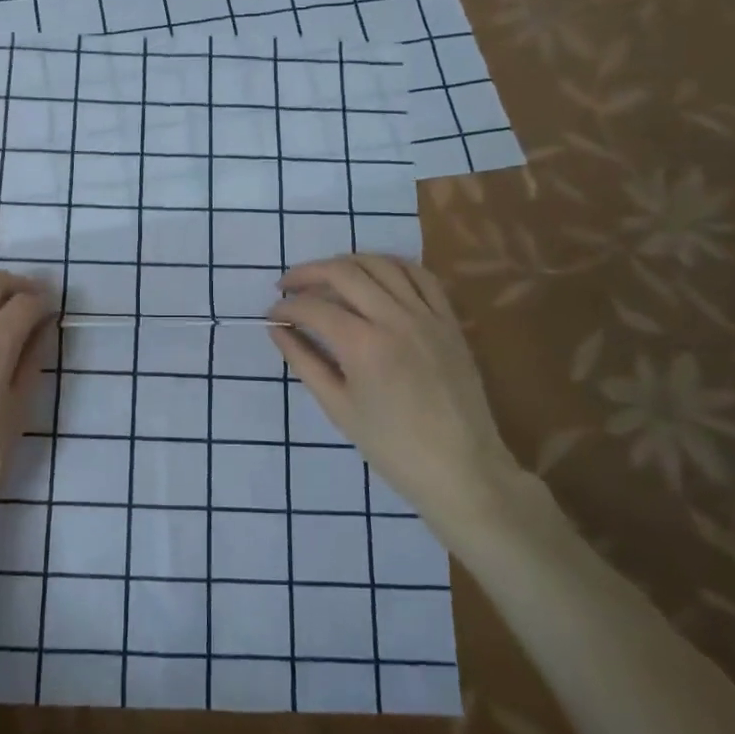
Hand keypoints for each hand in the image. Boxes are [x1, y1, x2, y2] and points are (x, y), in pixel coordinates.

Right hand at [270, 253, 524, 523]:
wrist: (462, 470)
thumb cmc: (393, 448)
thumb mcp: (339, 408)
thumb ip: (304, 362)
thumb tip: (277, 330)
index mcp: (363, 345)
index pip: (313, 308)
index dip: (286, 307)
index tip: (272, 315)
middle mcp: (395, 318)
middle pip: (343, 272)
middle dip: (308, 272)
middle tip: (288, 285)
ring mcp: (426, 315)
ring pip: (381, 264)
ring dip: (347, 263)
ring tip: (327, 277)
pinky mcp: (448, 320)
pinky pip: (420, 276)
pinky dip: (392, 266)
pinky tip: (375, 276)